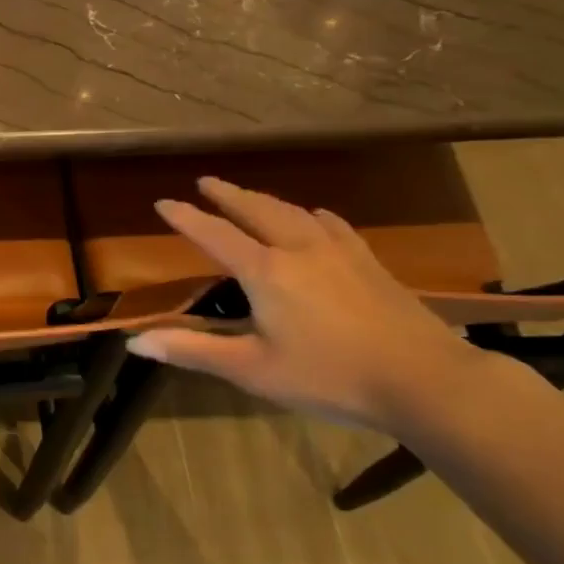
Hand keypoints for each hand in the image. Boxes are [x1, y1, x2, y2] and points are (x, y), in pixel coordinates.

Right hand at [127, 177, 498, 433]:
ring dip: (264, 200)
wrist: (428, 382)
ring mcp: (339, 253)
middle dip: (227, 194)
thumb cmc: (331, 377)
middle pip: (256, 209)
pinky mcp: (370, 263)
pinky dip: (311, 215)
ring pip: (293, 212)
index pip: (214, 234)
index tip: (163, 202)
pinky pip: (333, 225)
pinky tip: (315, 216)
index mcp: (265, 272)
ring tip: (248, 195)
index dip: (186, 217)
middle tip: (205, 182)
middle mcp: (298, 249)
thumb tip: (135, 342)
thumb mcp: (253, 370)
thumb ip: (194, 351)